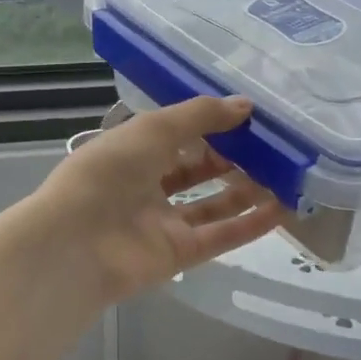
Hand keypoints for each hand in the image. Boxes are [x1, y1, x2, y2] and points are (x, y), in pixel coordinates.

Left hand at [26, 96, 285, 305]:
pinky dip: (250, 224)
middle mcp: (147, 185)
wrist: (76, 243)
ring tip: (284, 174)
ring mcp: (164, 222)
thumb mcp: (154, 129)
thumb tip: (246, 105)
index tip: (249, 116)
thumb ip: (201, 115)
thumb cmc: (108, 172)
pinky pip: (221, 236)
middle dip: (232, 157)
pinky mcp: (179, 254)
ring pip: (213, 204)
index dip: (211, 124)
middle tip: (272, 145)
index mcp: (133, 151)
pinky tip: (281, 209)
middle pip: (197, 170)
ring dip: (246, 190)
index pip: (177, 134)